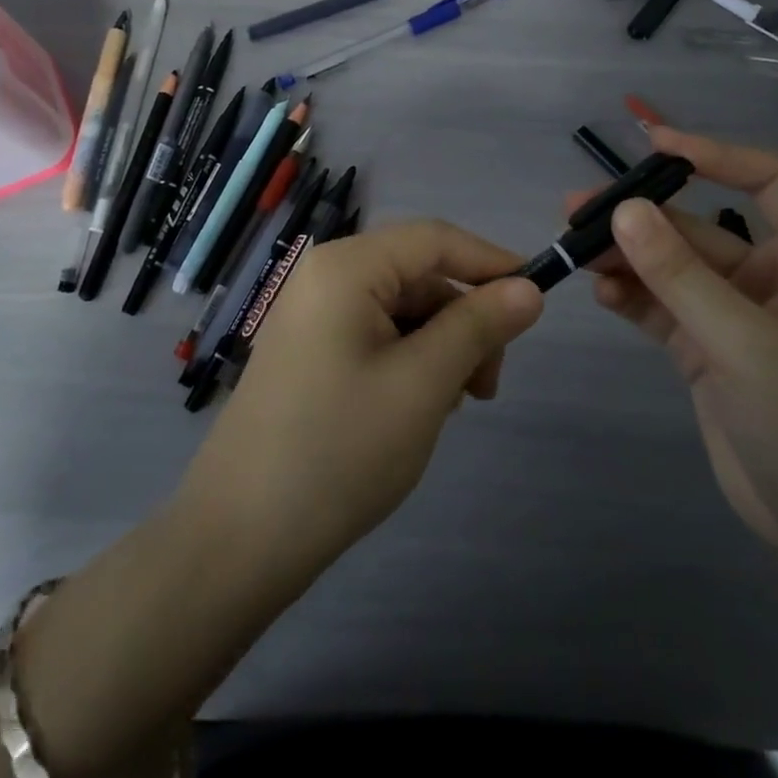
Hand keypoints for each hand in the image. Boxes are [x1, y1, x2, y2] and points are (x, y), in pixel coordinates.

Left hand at [177, 220, 543, 582]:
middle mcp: (324, 276)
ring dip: (440, 346)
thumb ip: (478, 327)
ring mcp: (311, 314)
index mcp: (346, 267)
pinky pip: (374, 333)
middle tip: (487, 386)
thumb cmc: (339, 451)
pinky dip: (409, 360)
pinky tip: (417, 407)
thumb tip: (529, 289)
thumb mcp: (423, 384)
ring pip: (400, 308)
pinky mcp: (308, 350)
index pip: (436, 239)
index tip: (538, 300)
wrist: (239, 538)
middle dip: (464, 320)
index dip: (491, 263)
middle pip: (418, 275)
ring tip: (451, 406)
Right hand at [583, 126, 777, 565]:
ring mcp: (732, 314)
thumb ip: (680, 275)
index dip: (715, 154)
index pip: (768, 180)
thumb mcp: (743, 342)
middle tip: (578, 207)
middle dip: (642, 216)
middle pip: (699, 226)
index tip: (654, 145)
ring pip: (671, 266)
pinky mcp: (704, 348)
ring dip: (625, 255)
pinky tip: (598, 291)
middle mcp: (769, 276)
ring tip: (574, 248)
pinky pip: (660, 306)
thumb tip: (624, 210)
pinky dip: (630, 295)